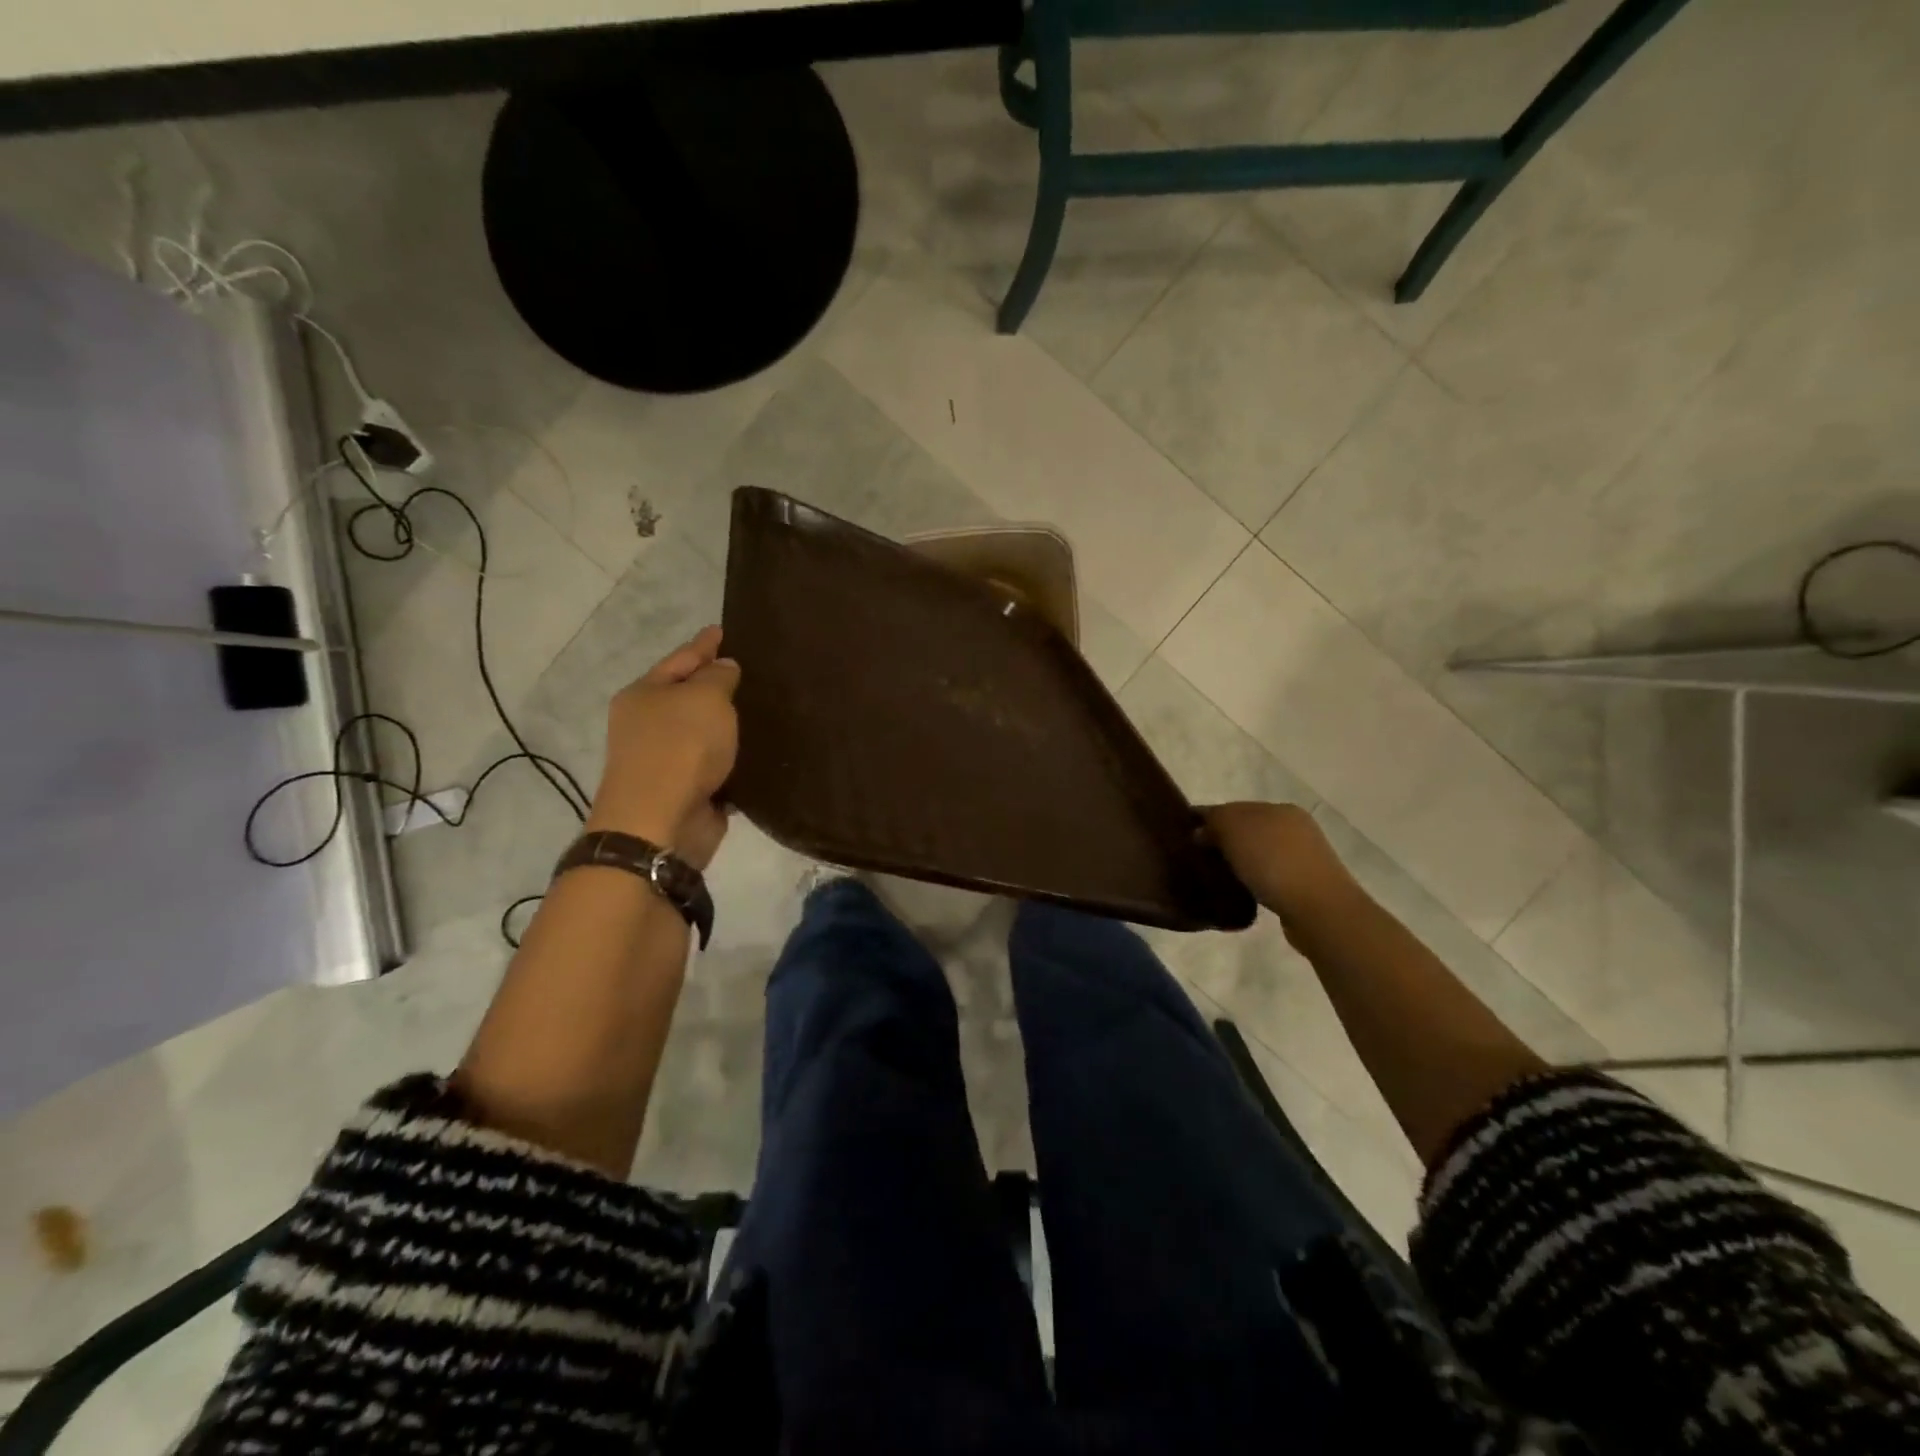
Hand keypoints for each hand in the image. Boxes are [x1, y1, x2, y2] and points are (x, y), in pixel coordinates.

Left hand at [588, 626, 739, 869]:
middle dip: (717, 685)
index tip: (723, 630)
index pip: (680, 659)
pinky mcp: (689, 791)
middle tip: (753, 670)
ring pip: (705, 733)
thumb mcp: (704, 698)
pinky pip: (719, 765)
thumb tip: (724, 668)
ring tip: (765, 709)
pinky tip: (762, 751)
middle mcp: (649, 725)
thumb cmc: (680, 748)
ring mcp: (668, 760)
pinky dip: (735, 759)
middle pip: (689, 697)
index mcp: (644, 695)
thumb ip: (718, 677)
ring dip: (729, 726)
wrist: (661, 823)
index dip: (704, 645)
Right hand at [1204, 802, 1363, 947]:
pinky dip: (1254, 878)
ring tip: (1218, 876)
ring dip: (1239, 860)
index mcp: (1279, 808)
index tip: (1185, 835)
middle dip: (1223, 840)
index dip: (1208, 818)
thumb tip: (1201, 830)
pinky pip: (1270, 875)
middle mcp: (1295, 827)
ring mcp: (1304, 856)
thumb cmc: (1273, 861)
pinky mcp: (1306, 885)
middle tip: (1198, 857)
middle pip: (1248, 829)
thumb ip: (1214, 821)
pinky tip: (1243, 890)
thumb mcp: (1234, 829)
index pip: (1234, 807)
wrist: (1319, 909)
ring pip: (1260, 852)